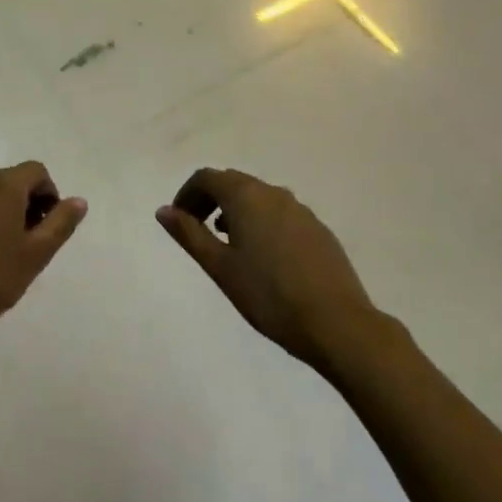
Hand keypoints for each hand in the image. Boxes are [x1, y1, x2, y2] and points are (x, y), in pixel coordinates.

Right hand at [156, 168, 374, 367]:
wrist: (338, 324)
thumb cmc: (269, 295)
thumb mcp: (220, 267)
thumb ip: (189, 234)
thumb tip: (163, 210)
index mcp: (246, 197)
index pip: (207, 178)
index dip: (187, 194)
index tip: (178, 221)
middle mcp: (274, 193)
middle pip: (233, 183)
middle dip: (210, 200)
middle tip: (197, 231)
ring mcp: (301, 210)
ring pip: (259, 198)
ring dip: (236, 211)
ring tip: (228, 245)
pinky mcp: (318, 230)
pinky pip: (280, 214)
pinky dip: (261, 223)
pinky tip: (264, 257)